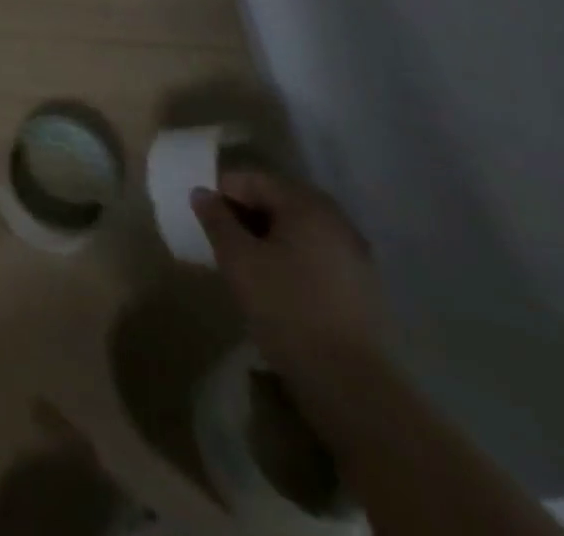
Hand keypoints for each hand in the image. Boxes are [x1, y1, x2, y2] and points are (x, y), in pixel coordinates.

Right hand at [191, 169, 385, 392]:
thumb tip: (202, 193)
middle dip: (246, 213)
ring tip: (245, 262)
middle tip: (222, 238)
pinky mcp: (361, 287)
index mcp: (307, 205)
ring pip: (298, 229)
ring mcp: (354, 254)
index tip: (204, 217)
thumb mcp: (238, 260)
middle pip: (279, 201)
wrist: (348, 384)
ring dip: (268, 236)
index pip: (254, 179)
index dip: (223, 192)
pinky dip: (291, 258)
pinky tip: (276, 284)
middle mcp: (336, 220)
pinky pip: (316, 255)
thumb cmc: (285, 308)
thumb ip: (216, 220)